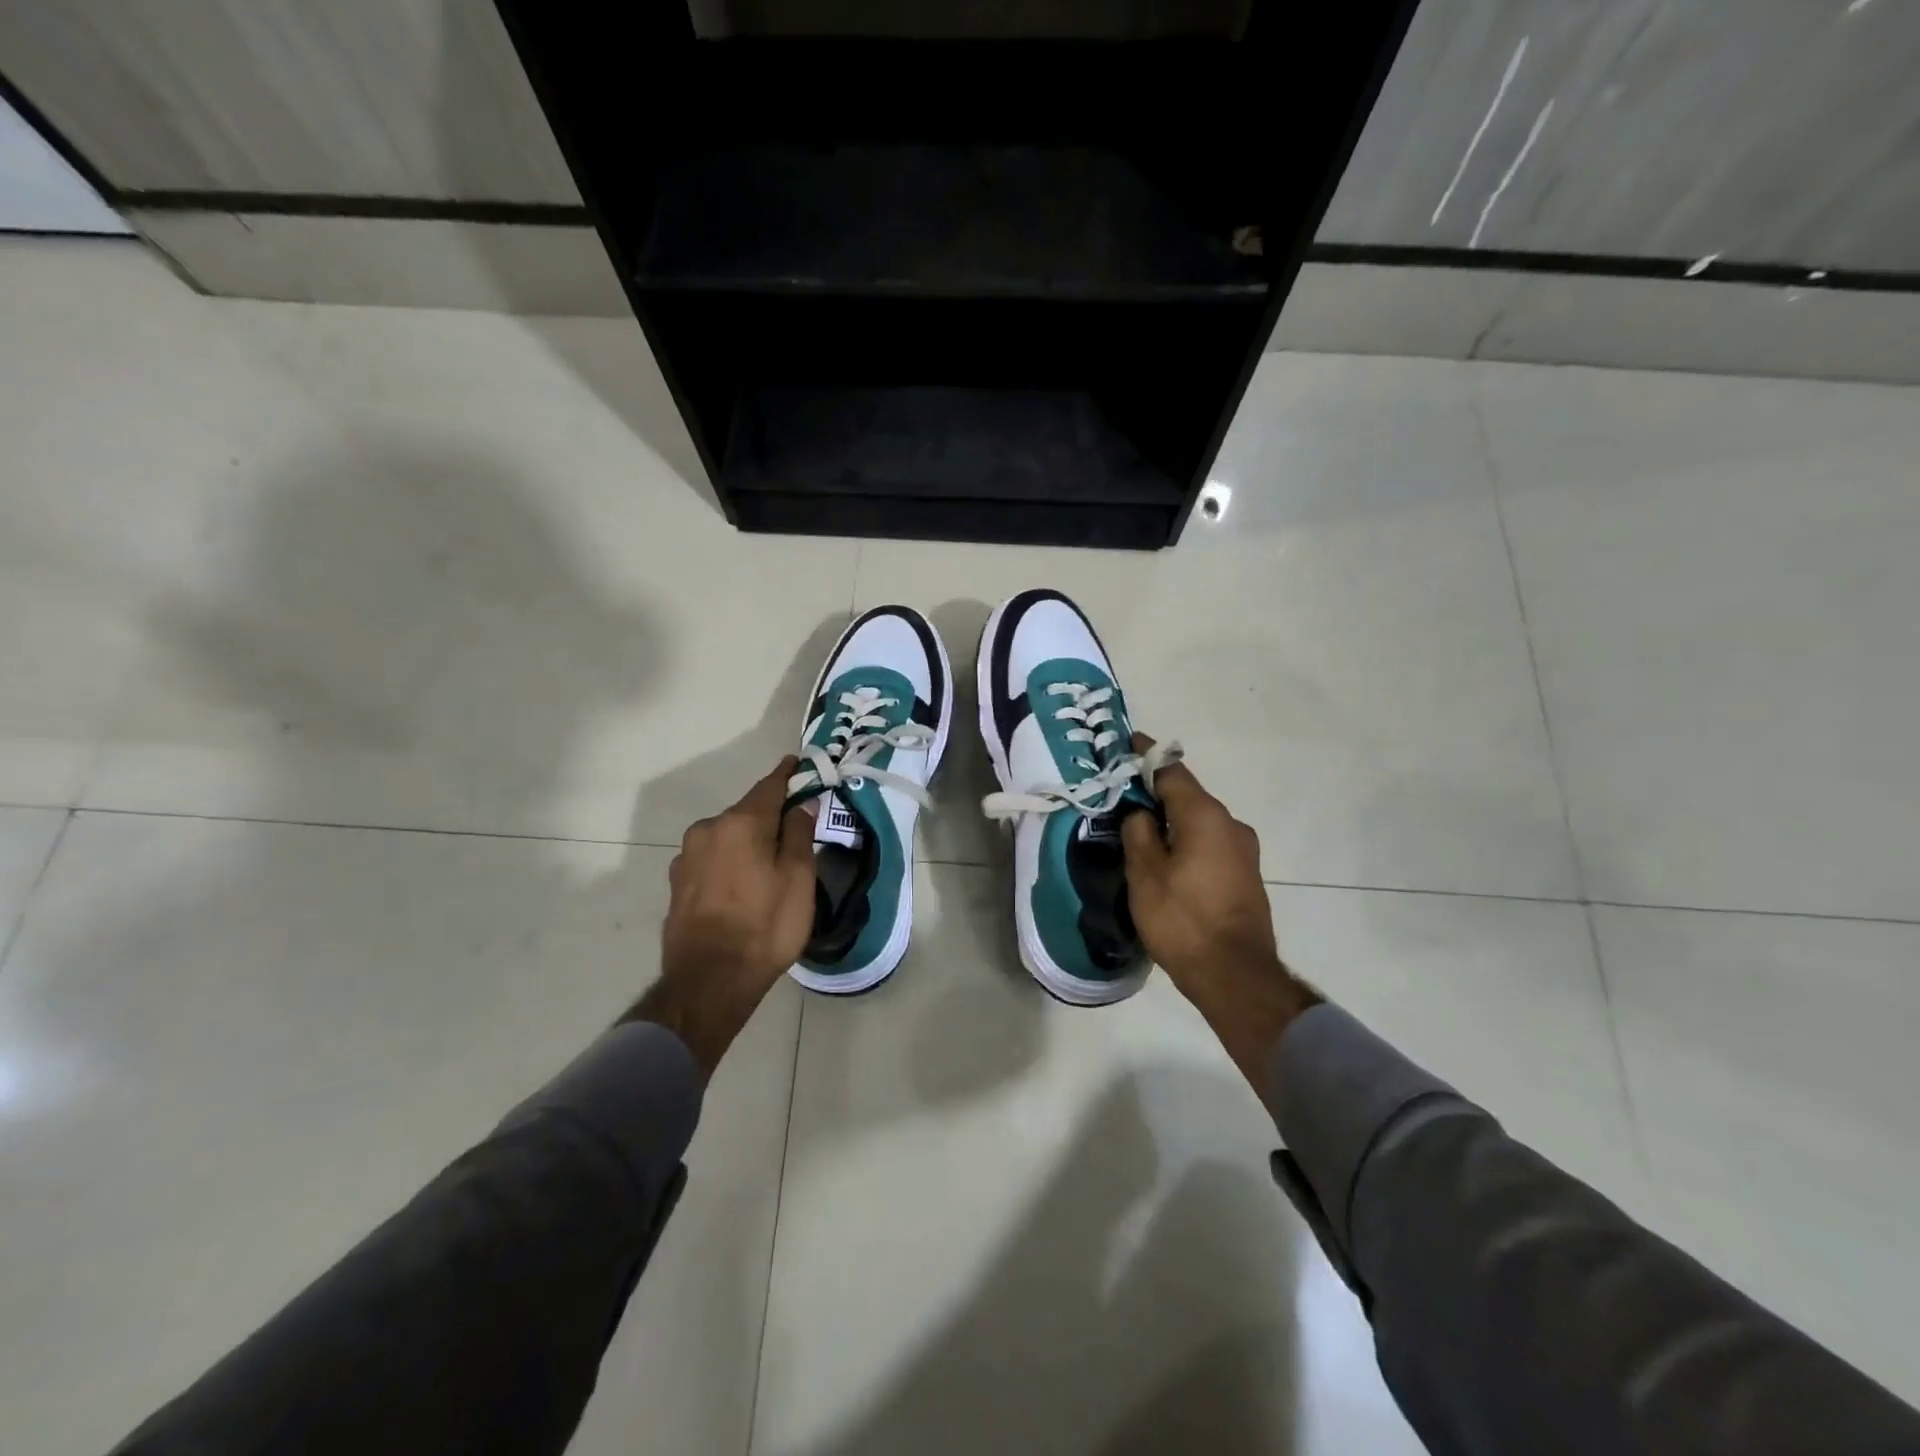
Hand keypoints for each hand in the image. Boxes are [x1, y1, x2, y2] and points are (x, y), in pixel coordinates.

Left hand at [632, 759, 816, 1077]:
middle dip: (770, 816)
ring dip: (747, 842)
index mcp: (740, 823)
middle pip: (747, 813)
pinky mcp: (677, 883)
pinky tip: (741, 885)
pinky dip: (730, 861)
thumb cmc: (765, 926)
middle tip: (794, 831)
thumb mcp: (799, 879)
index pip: (769, 786)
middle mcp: (708, 830)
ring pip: (727, 837)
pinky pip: (712, 859)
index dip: (787, 775)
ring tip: (768, 865)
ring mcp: (686, 857)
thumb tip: (801, 804)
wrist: (709, 982)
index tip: (797, 764)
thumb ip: (800, 834)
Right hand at [1121, 736, 1319, 1087]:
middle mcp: (1231, 824)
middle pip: (1187, 796)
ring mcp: (1243, 850)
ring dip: (1171, 819)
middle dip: (1155, 790)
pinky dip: (1186, 839)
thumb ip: (1138, 832)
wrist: (1235, 975)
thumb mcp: (1144, 873)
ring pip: (1198, 821)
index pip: (1171, 771)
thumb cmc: (1182, 919)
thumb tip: (1140, 814)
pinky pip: (1209, 843)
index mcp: (1205, 816)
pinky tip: (1166, 856)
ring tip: (1139, 827)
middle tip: (1122, 793)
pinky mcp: (1245, 874)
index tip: (1126, 744)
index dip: (1146, 756)